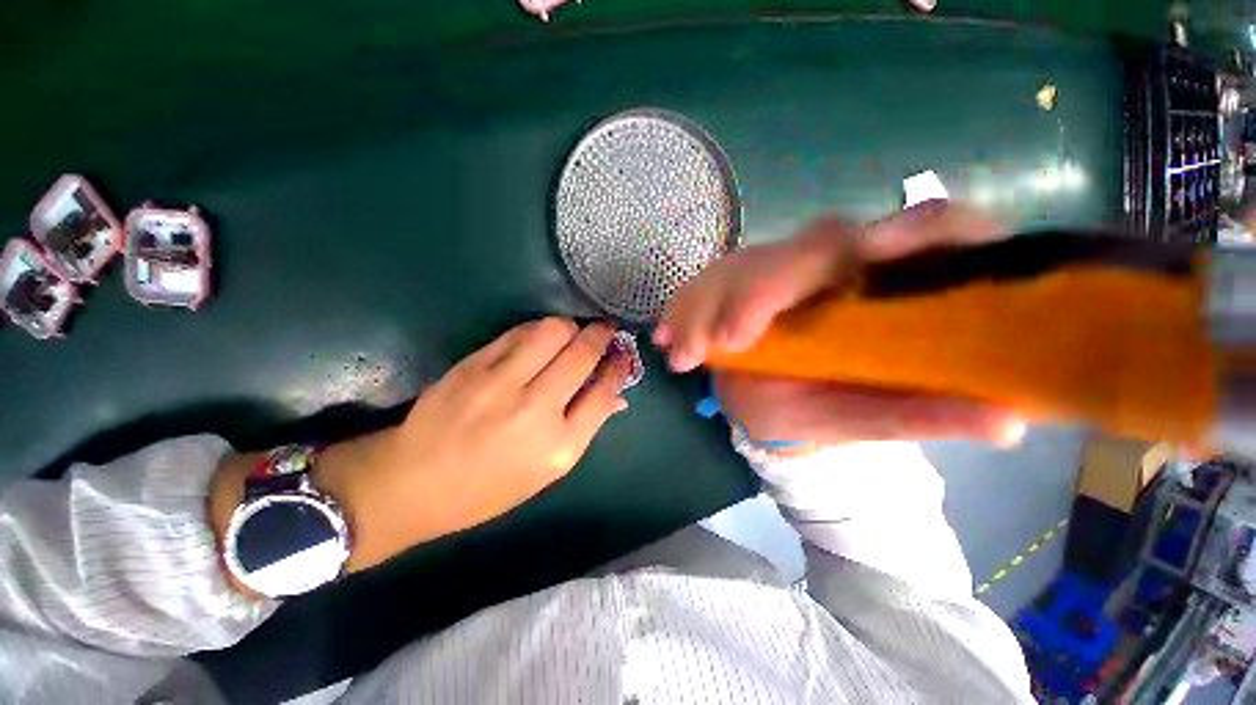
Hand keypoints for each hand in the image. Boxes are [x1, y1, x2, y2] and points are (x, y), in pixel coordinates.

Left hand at [212, 318, 631, 576]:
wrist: (411, 482)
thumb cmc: (486, 487)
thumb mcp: (546, 471)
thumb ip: (584, 427)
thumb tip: (615, 395)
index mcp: (558, 446)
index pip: (604, 392)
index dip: (618, 368)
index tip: (623, 355)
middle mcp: (535, 409)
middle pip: (582, 353)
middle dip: (602, 336)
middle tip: (605, 331)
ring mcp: (502, 381)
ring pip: (553, 330)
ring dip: (572, 327)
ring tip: (573, 334)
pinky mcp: (475, 363)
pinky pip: (520, 332)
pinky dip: (540, 329)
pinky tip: (541, 338)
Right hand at [655, 203, 1024, 446]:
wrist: (771, 406)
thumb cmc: (822, 411)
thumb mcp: (867, 417)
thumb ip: (924, 413)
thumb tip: (1012, 418)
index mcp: (883, 287)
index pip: (918, 232)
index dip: (907, 233)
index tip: (869, 258)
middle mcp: (831, 265)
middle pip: (806, 246)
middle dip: (759, 290)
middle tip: (726, 343)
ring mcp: (776, 269)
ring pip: (741, 264)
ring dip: (706, 306)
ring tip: (682, 354)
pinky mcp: (736, 280)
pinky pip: (704, 283)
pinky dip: (683, 309)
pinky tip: (668, 337)